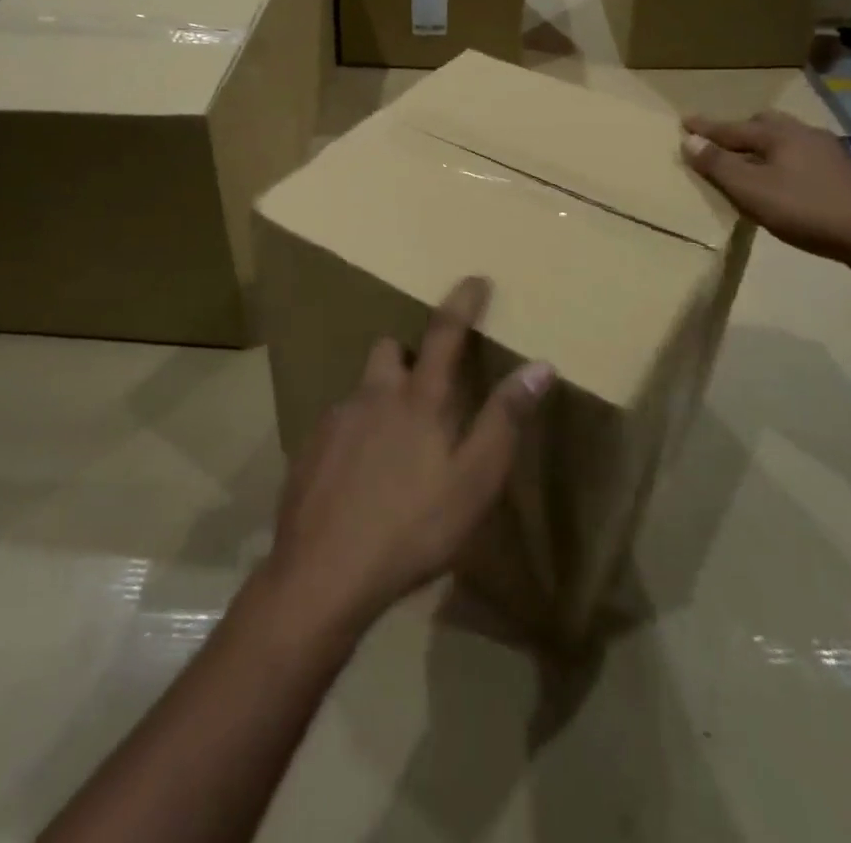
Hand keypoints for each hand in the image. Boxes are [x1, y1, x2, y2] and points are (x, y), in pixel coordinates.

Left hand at [262, 277, 554, 639]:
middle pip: (390, 349)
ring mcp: (335, 420)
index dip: (462, 302)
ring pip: (363, 390)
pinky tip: (360, 478)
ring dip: (381, 400)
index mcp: (419, 399)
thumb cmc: (413, 527)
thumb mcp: (474, 480)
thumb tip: (540, 365)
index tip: (475, 278)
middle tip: (427, 388)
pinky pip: (339, 425)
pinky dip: (356, 436)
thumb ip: (505, 420)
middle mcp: (373, 395)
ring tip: (394, 448)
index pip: (445, 332)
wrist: (323, 572)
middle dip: (409, 354)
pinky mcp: (309, 449)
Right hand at [681, 110, 850, 264]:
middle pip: (764, 123)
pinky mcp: (844, 169)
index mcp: (778, 135)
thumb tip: (690, 140)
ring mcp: (828, 150)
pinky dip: (784, 157)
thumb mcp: (751, 190)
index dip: (706, 128)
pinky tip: (787, 174)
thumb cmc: (804, 209)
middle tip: (722, 139)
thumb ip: (719, 165)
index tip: (684, 121)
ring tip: (753, 157)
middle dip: (739, 129)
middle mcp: (803, 133)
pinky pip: (802, 152)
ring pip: (787, 137)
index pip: (732, 128)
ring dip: (764, 143)